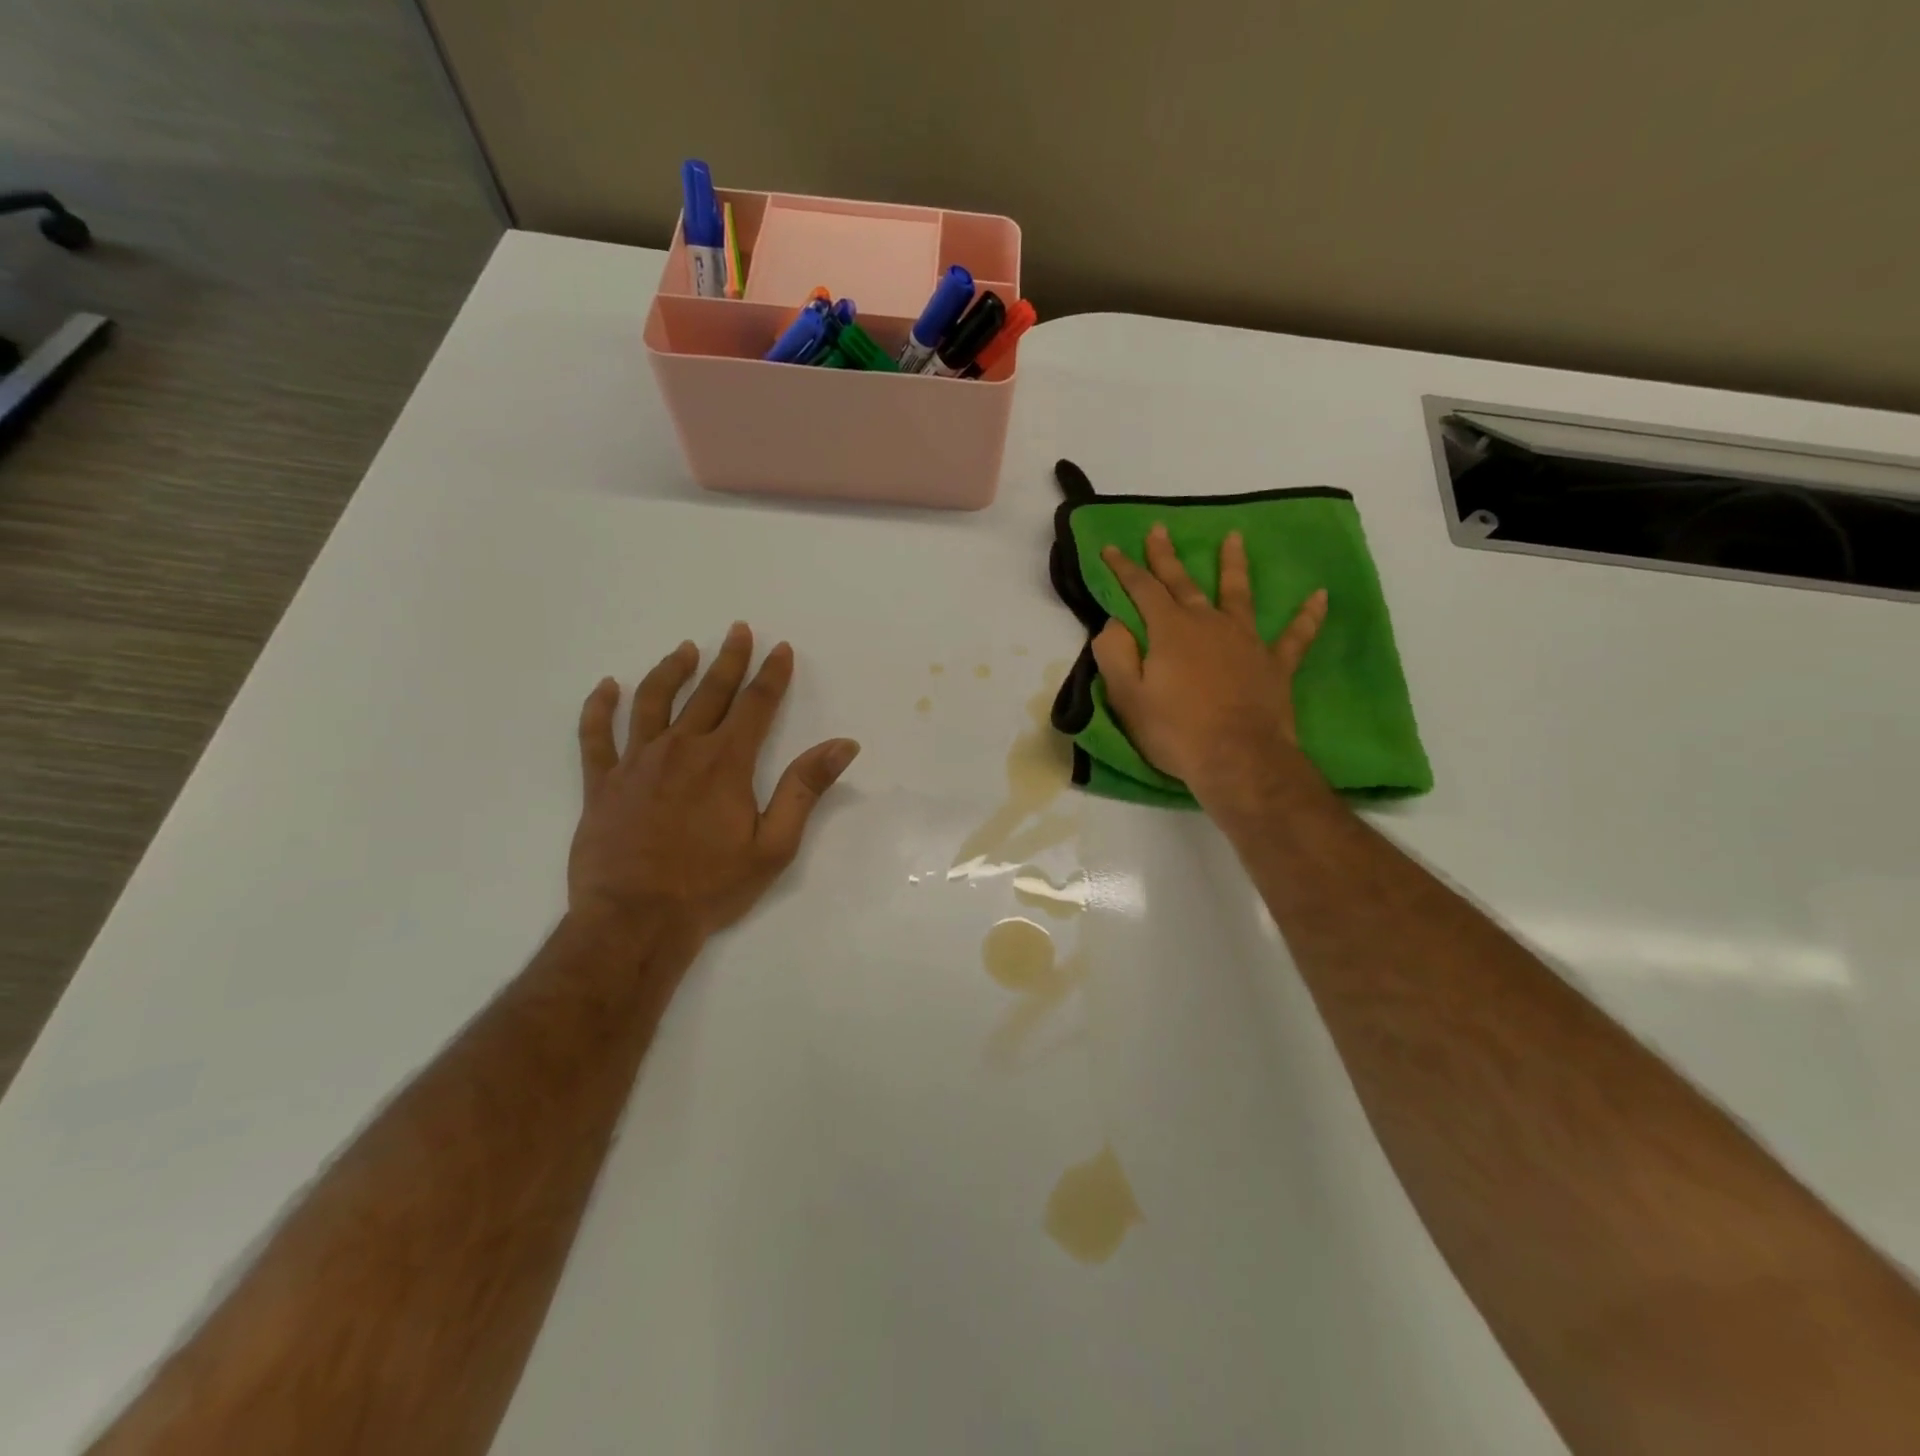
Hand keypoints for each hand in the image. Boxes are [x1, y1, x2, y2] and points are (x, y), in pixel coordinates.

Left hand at [569, 622, 859, 945]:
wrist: (634, 921)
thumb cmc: (710, 886)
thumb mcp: (774, 844)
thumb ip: (805, 789)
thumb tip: (843, 744)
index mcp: (725, 762)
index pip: (756, 705)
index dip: (771, 674)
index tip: (780, 647)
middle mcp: (681, 749)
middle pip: (709, 692)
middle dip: (729, 659)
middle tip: (738, 631)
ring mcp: (636, 763)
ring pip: (652, 701)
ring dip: (671, 671)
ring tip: (684, 649)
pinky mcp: (602, 784)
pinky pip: (596, 736)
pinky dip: (599, 708)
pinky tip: (606, 688)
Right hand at [1094, 524, 1326, 810]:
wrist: (1238, 759)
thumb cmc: (1175, 731)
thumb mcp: (1128, 698)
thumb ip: (1115, 655)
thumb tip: (1113, 624)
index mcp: (1169, 630)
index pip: (1141, 589)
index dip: (1123, 568)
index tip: (1109, 547)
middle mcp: (1208, 624)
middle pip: (1184, 583)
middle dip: (1167, 556)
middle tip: (1159, 529)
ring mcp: (1246, 641)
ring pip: (1238, 594)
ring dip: (1234, 566)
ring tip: (1234, 538)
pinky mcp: (1274, 665)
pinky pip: (1295, 635)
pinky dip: (1308, 616)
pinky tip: (1320, 596)